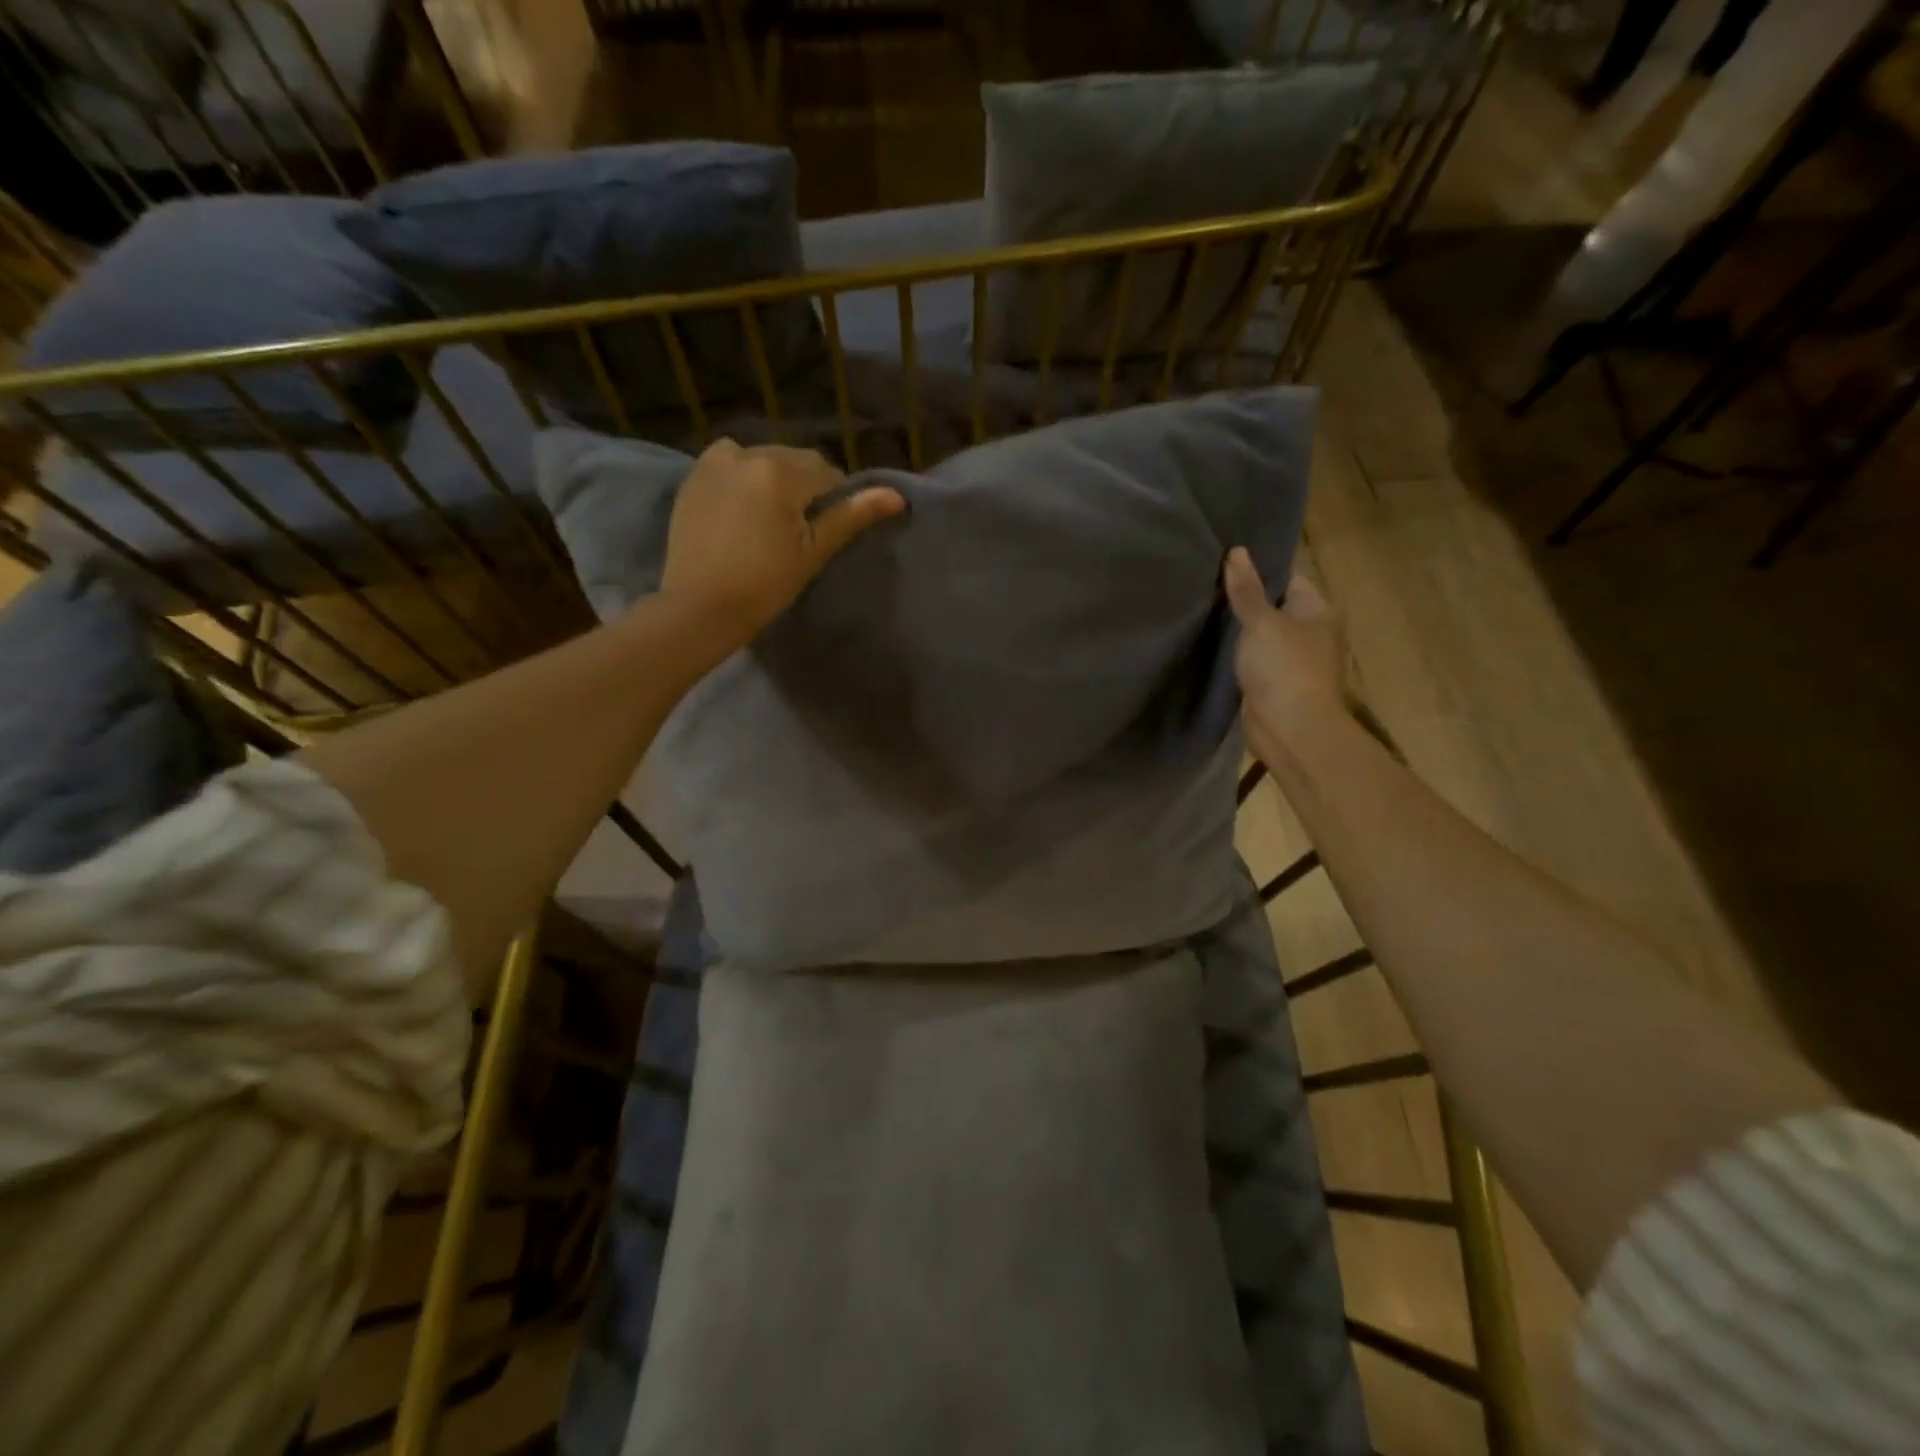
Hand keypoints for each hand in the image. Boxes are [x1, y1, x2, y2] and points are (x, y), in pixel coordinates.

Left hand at [657, 439, 904, 651]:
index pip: (826, 473)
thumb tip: (897, 495)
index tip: (825, 531)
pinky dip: (743, 476)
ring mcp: (715, 462)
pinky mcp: (694, 477)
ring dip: (774, 478)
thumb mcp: (814, 551)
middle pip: (794, 460)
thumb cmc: (765, 584)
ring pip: (762, 458)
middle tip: (800, 529)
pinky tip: (742, 509)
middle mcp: (747, 453)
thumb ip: (852, 516)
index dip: (834, 500)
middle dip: (804, 486)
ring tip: (770, 518)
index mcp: (780, 471)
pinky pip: (730, 463)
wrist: (700, 607)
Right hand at [1222, 547, 1353, 765]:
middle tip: (1205, 584)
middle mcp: (1310, 633)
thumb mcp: (1261, 622)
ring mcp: (1292, 662)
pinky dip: (1236, 656)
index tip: (1225, 561)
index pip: (1288, 578)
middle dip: (1244, 600)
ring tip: (1202, 610)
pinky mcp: (1274, 685)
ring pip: (1261, 637)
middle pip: (1274, 607)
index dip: (1259, 569)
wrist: (1291, 729)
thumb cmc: (1283, 668)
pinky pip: (1253, 661)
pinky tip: (1210, 646)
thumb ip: (1246, 590)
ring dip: (1238, 631)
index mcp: (1317, 611)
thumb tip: (1236, 551)